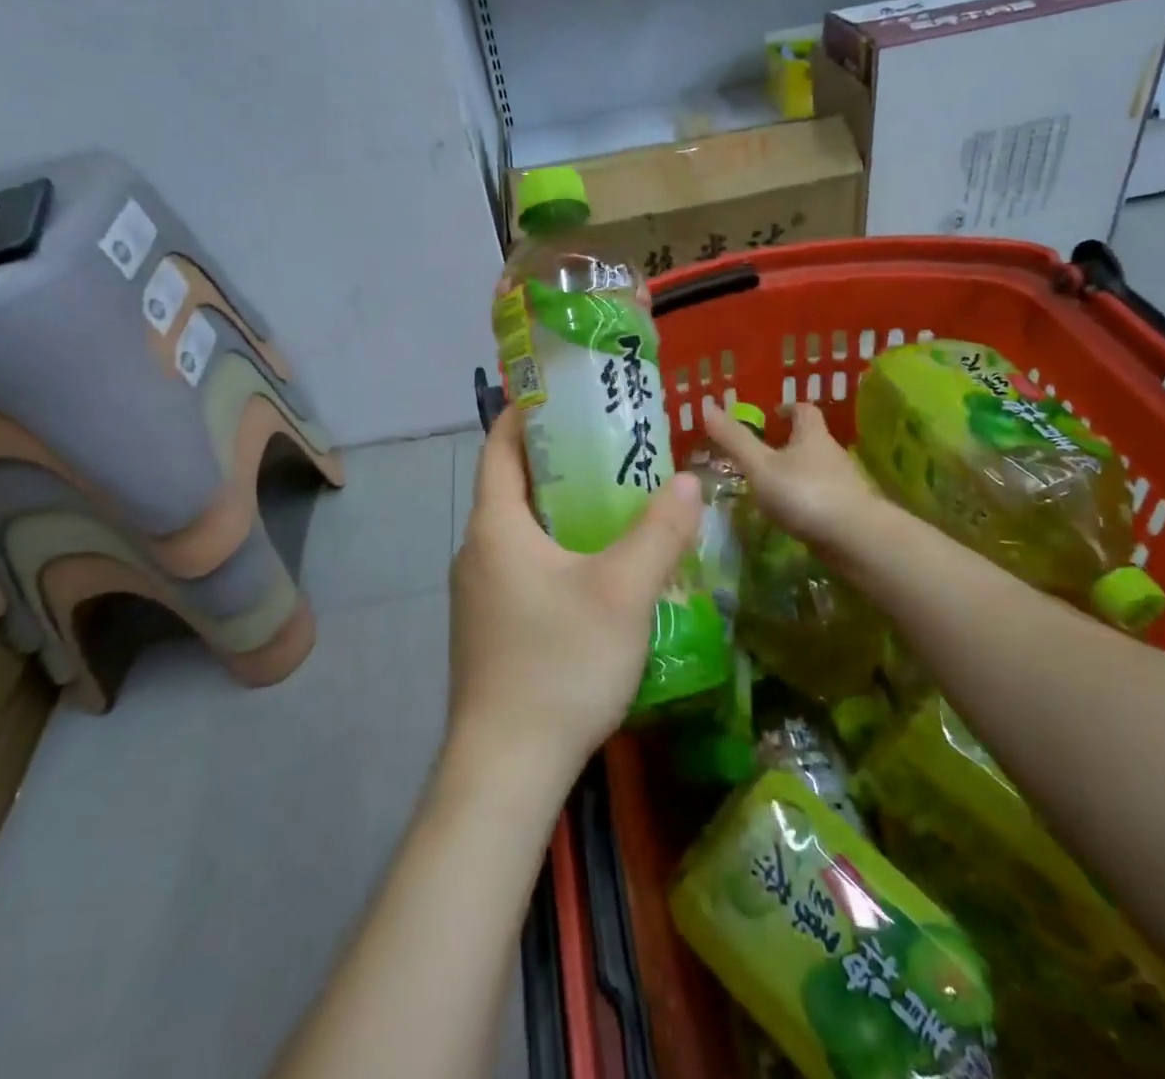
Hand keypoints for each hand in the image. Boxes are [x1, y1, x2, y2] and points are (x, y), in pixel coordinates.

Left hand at [446, 408, 701, 785]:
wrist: (506, 769)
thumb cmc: (560, 664)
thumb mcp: (622, 591)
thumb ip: (659, 531)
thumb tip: (688, 479)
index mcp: (495, 527)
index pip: (499, 447)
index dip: (525, 413)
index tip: (562, 395)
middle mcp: (476, 551)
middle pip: (512, 487)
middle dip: (557, 462)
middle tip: (611, 448)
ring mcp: (478, 594)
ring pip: (519, 532)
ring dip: (559, 511)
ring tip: (613, 503)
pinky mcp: (489, 629)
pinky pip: (521, 567)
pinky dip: (554, 550)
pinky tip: (596, 572)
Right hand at [700, 399, 878, 552]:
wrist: (856, 539)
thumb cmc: (805, 494)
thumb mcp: (760, 466)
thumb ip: (734, 440)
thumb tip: (707, 407)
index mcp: (812, 435)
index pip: (804, 410)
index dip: (787, 409)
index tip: (771, 415)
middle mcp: (831, 453)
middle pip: (810, 440)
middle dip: (788, 443)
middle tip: (760, 453)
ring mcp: (843, 483)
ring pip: (816, 469)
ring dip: (796, 473)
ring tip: (769, 485)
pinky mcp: (847, 510)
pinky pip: (821, 496)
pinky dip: (805, 498)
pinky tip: (789, 513)